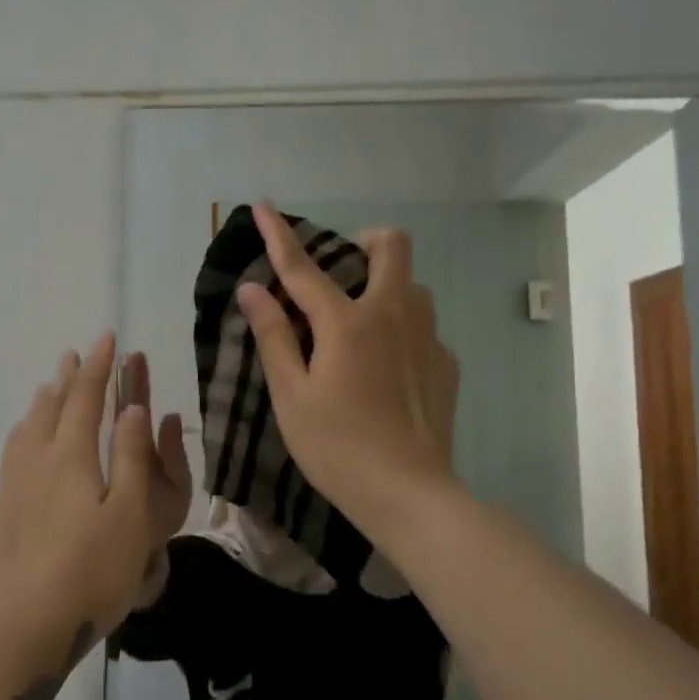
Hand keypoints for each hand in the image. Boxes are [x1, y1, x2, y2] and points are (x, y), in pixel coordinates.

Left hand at [0, 333, 190, 674]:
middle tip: (74, 354)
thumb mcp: (130, 516)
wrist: (20, 626)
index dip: (99, 367)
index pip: (86, 398)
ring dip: (42, 402)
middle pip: (51, 407)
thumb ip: (132, 459)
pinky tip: (23, 447)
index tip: (106, 337)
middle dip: (68, 378)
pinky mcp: (0, 513)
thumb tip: (133, 408)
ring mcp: (12, 487)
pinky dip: (24, 433)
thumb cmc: (90, 572)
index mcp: (71, 457)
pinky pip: (13, 453)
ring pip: (26, 429)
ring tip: (47, 388)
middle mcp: (37, 461)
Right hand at [235, 204, 460, 544]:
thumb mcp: (291, 395)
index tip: (263, 206)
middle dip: (366, 241)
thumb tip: (253, 289)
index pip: (304, 267)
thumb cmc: (336, 446)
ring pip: (413, 285)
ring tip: (361, 323)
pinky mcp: (446, 363)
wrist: (409, 493)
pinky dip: (400, 328)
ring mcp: (427, 337)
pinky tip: (386, 368)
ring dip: (387, 285)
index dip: (280, 235)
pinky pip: (423, 325)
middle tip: (343, 268)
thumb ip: (273, 336)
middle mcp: (393, 315)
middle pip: (392, 247)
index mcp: (347, 322)